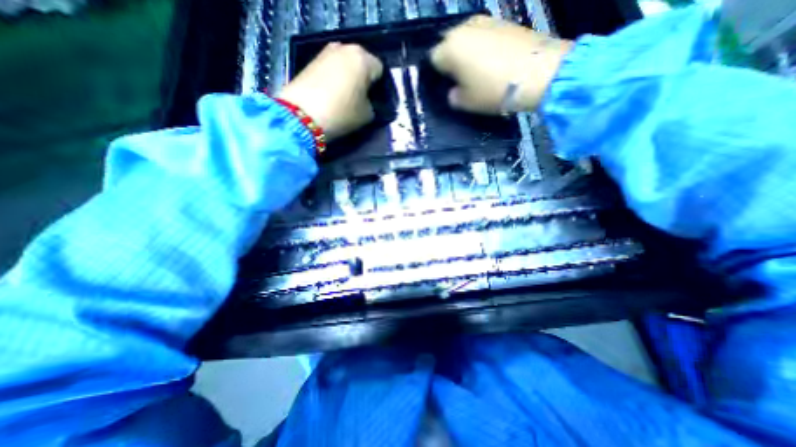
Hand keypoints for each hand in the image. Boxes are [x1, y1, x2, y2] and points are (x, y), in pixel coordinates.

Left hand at [278, 42, 382, 138]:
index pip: (380, 70)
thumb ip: (373, 105)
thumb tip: (370, 102)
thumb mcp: (367, 115)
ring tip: (347, 97)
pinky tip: (333, 94)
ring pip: (346, 65)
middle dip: (364, 80)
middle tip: (363, 99)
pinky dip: (336, 79)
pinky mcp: (312, 60)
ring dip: (350, 78)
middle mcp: (345, 48)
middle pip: (362, 64)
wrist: (302, 115)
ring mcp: (326, 52)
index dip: (380, 87)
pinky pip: (332, 68)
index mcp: (363, 59)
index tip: (377, 101)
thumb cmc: (341, 113)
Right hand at [429, 14, 572, 113]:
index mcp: (450, 48)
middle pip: (449, 45)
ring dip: (468, 52)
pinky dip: (484, 46)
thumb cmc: (493, 90)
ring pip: (467, 38)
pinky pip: (484, 35)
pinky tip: (494, 61)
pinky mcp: (504, 21)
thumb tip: (454, 91)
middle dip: (451, 60)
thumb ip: (453, 97)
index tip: (448, 86)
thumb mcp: (467, 103)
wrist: (538, 72)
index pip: (433, 59)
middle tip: (462, 79)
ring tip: (479, 70)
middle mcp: (464, 28)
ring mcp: (485, 21)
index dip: (439, 74)